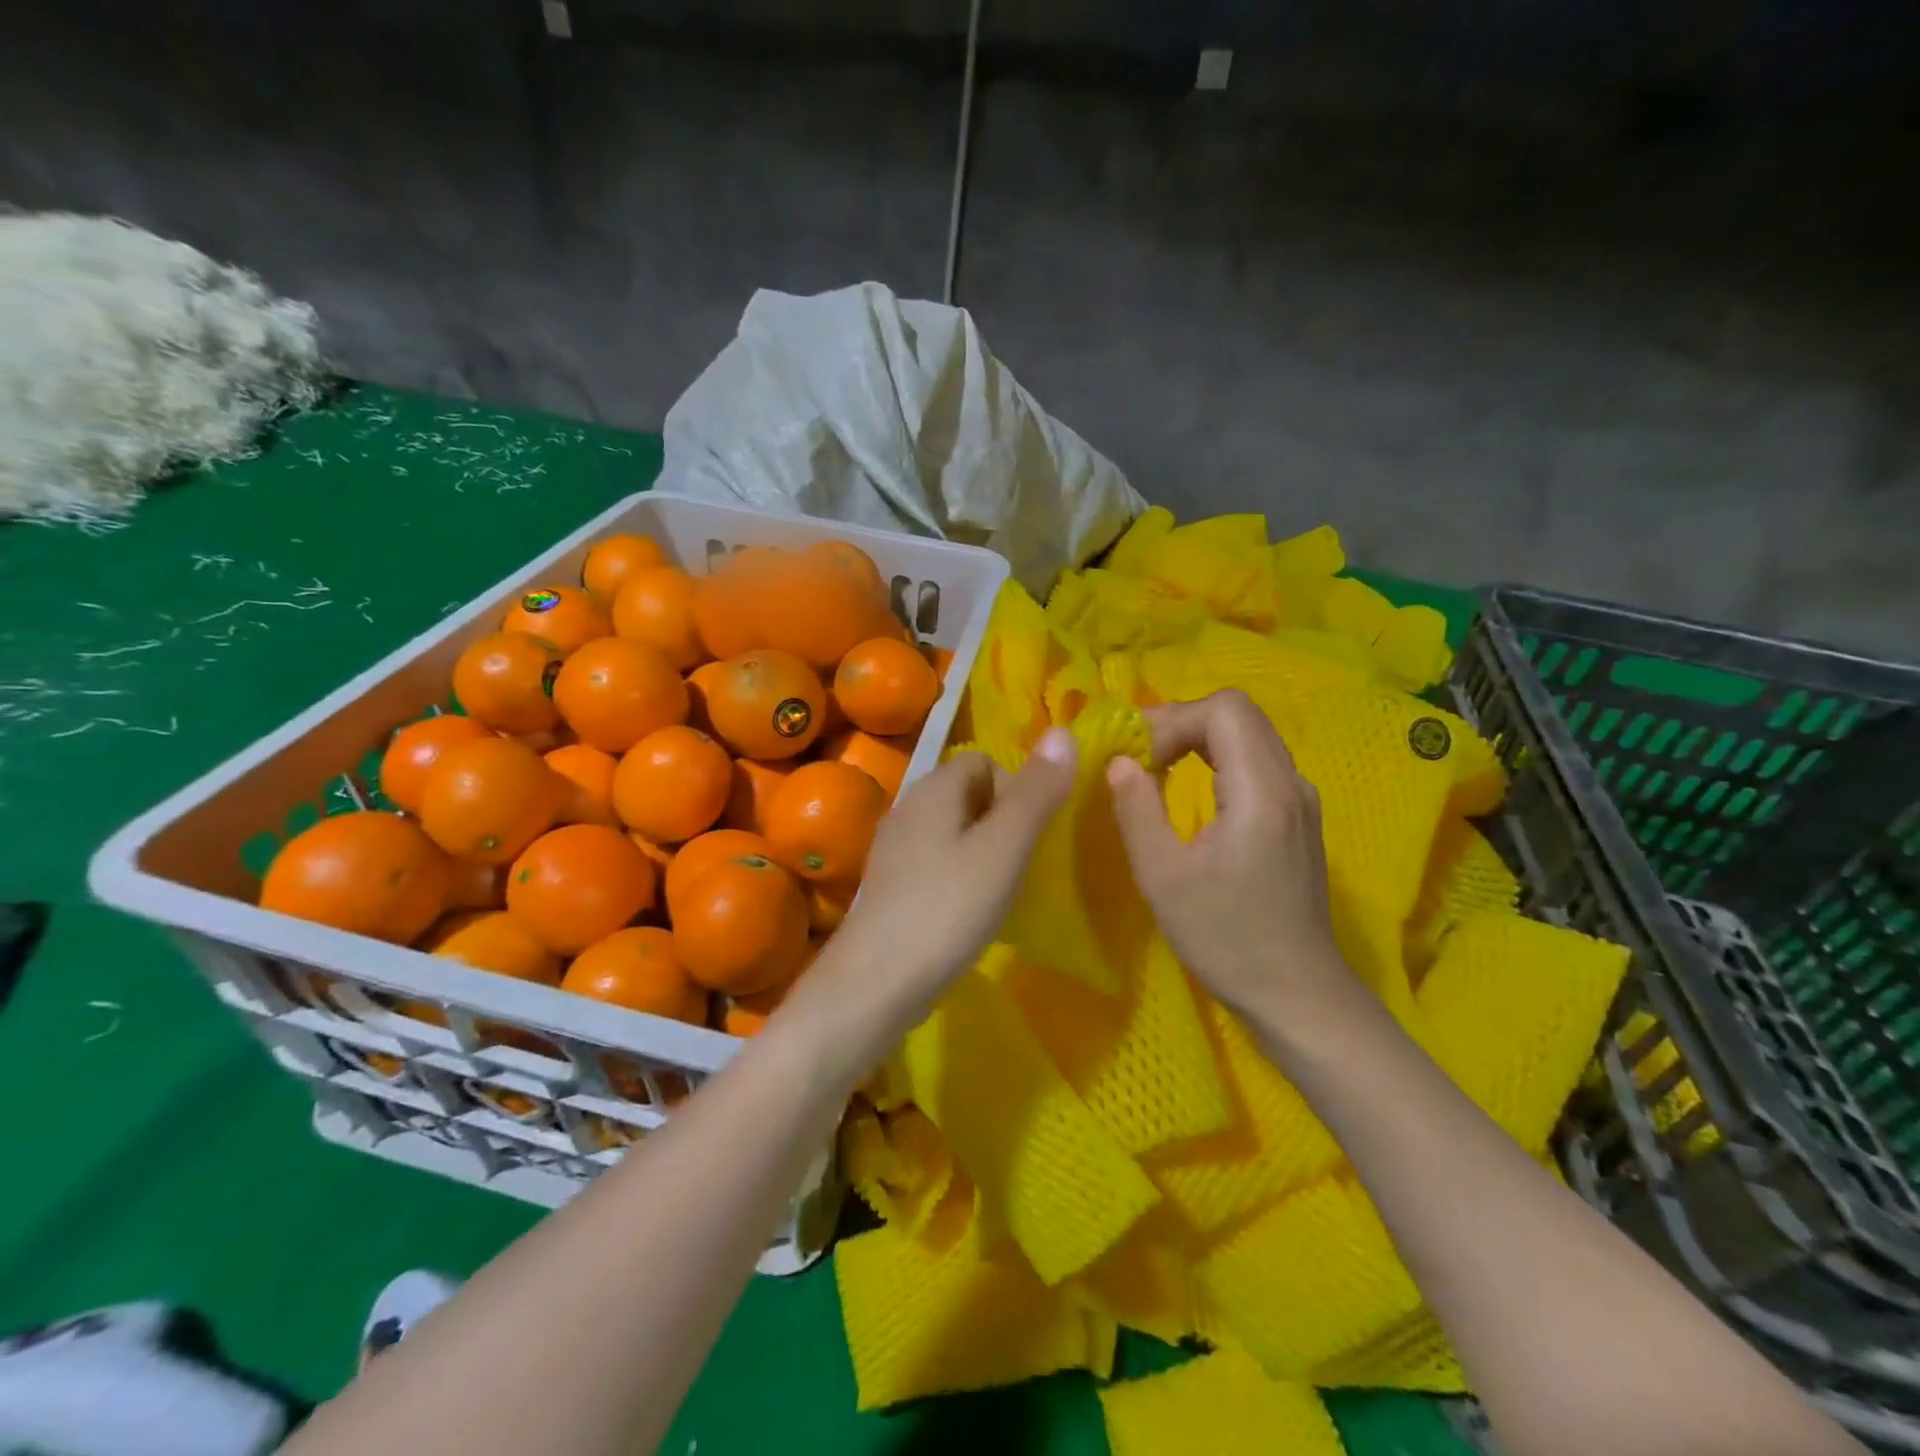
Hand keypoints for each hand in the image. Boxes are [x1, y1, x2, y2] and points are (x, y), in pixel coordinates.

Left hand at [799, 729, 1077, 1051]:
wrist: (875, 983)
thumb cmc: (947, 909)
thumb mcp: (1003, 849)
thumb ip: (1035, 793)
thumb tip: (1063, 732)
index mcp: (932, 789)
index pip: (983, 760)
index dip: (1014, 787)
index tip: (1027, 833)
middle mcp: (908, 808)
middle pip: (967, 793)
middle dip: (1002, 819)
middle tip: (1019, 863)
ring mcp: (894, 848)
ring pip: (953, 830)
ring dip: (983, 850)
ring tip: (1000, 889)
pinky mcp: (891, 885)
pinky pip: (937, 861)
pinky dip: (960, 875)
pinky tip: (969, 911)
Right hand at [1106, 690, 1349, 1017]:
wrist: (1297, 994)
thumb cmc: (1226, 938)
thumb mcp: (1163, 877)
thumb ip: (1137, 809)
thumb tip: (1119, 762)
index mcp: (1262, 790)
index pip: (1224, 708)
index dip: (1173, 718)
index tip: (1137, 756)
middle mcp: (1291, 782)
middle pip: (1238, 713)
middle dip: (1182, 723)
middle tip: (1139, 756)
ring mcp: (1301, 800)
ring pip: (1249, 735)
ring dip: (1199, 740)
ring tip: (1157, 770)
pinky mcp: (1298, 819)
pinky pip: (1257, 763)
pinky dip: (1218, 761)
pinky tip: (1193, 795)